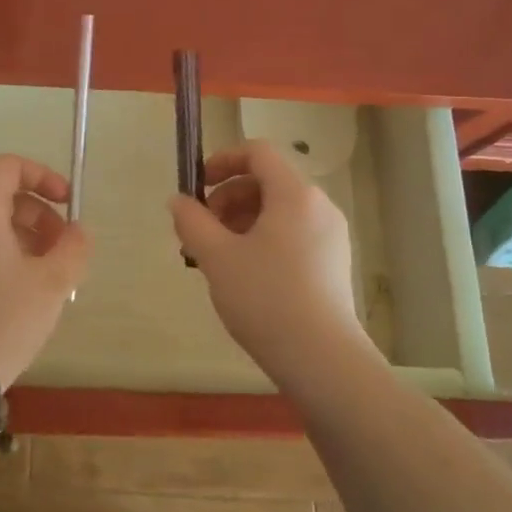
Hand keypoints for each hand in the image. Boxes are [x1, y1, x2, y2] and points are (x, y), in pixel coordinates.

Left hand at [0, 154, 90, 385]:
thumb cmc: (4, 319)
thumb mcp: (52, 282)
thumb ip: (74, 248)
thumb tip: (78, 231)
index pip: (8, 167)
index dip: (43, 176)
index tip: (68, 203)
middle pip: (2, 195)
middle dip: (40, 214)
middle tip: (65, 249)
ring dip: (27, 237)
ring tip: (51, 273)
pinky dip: (7, 252)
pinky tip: (26, 288)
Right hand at [168, 139, 370, 375]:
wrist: (321, 358)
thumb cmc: (265, 298)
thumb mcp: (216, 256)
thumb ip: (191, 220)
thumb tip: (178, 200)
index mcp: (295, 194)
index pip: (258, 153)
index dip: (223, 160)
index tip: (197, 186)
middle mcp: (319, 206)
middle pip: (267, 181)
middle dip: (227, 197)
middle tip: (199, 230)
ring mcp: (330, 236)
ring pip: (278, 210)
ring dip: (241, 220)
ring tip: (216, 255)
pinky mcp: (332, 263)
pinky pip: (292, 233)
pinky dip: (262, 238)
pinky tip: (243, 273)